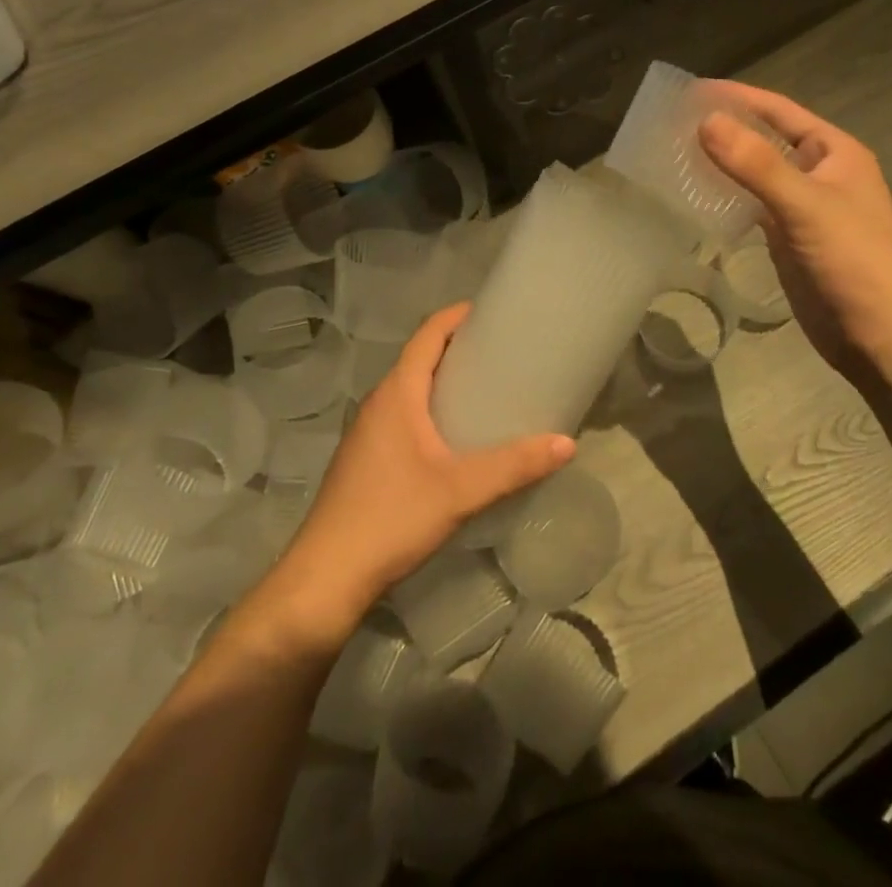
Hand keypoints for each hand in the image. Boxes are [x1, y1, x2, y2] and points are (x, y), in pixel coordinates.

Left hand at [280, 304, 574, 632]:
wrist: (325, 579)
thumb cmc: (391, 518)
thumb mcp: (460, 491)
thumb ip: (514, 466)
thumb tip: (566, 443)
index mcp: (397, 393)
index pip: (428, 333)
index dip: (458, 315)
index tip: (494, 311)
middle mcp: (379, 403)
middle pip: (421, 357)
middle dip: (460, 347)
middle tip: (505, 352)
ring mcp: (368, 432)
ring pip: (412, 389)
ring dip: (445, 380)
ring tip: (489, 390)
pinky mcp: (367, 459)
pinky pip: (405, 416)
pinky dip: (433, 409)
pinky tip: (458, 438)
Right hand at [699, 81, 891, 376]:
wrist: (880, 336)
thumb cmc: (853, 261)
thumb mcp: (805, 205)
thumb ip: (756, 164)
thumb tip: (705, 121)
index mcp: (835, 152)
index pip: (780, 111)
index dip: (738, 98)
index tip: (691, 90)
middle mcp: (820, 173)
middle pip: (765, 140)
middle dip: (726, 129)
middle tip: (673, 123)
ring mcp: (803, 208)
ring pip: (756, 175)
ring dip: (723, 164)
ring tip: (675, 154)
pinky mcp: (789, 239)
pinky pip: (752, 207)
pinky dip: (726, 198)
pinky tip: (696, 196)